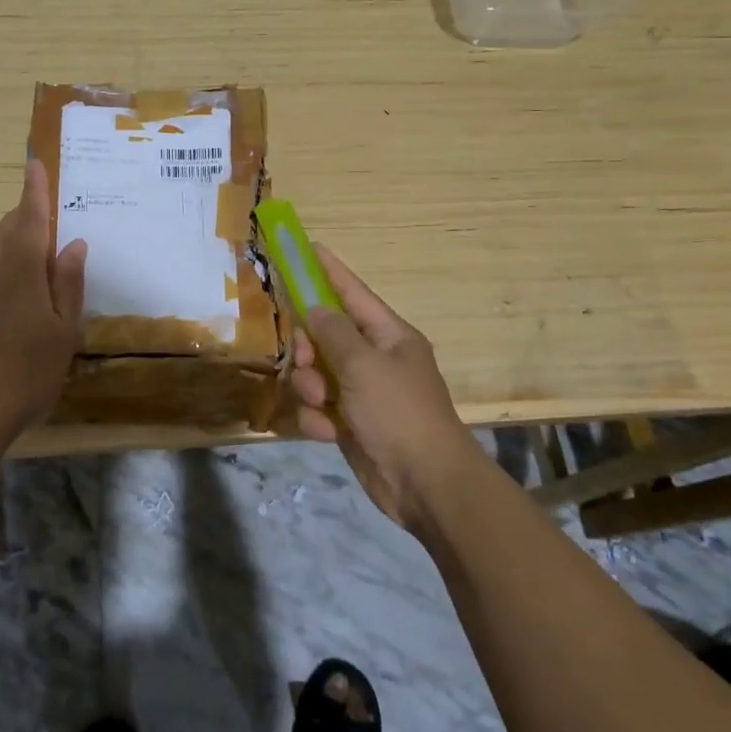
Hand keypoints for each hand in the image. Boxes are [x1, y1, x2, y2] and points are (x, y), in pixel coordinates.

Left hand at [0, 159, 87, 435]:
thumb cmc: (28, 368)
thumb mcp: (63, 329)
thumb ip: (68, 284)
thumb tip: (74, 244)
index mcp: (22, 270)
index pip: (31, 219)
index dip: (35, 191)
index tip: (36, 163)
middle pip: (10, 228)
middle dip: (27, 210)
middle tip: (49, 200)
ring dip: (17, 231)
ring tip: (41, 232)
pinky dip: (10, 254)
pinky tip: (25, 272)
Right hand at [288, 244, 474, 528]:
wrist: (425, 484)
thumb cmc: (399, 413)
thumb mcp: (363, 365)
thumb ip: (333, 332)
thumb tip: (315, 307)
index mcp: (389, 336)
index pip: (352, 293)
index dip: (328, 270)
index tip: (305, 247)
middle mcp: (375, 358)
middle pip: (325, 334)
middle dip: (309, 347)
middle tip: (306, 360)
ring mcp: (362, 392)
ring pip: (316, 372)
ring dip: (310, 387)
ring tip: (322, 404)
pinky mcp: (350, 423)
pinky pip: (318, 407)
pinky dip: (317, 418)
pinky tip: (326, 432)